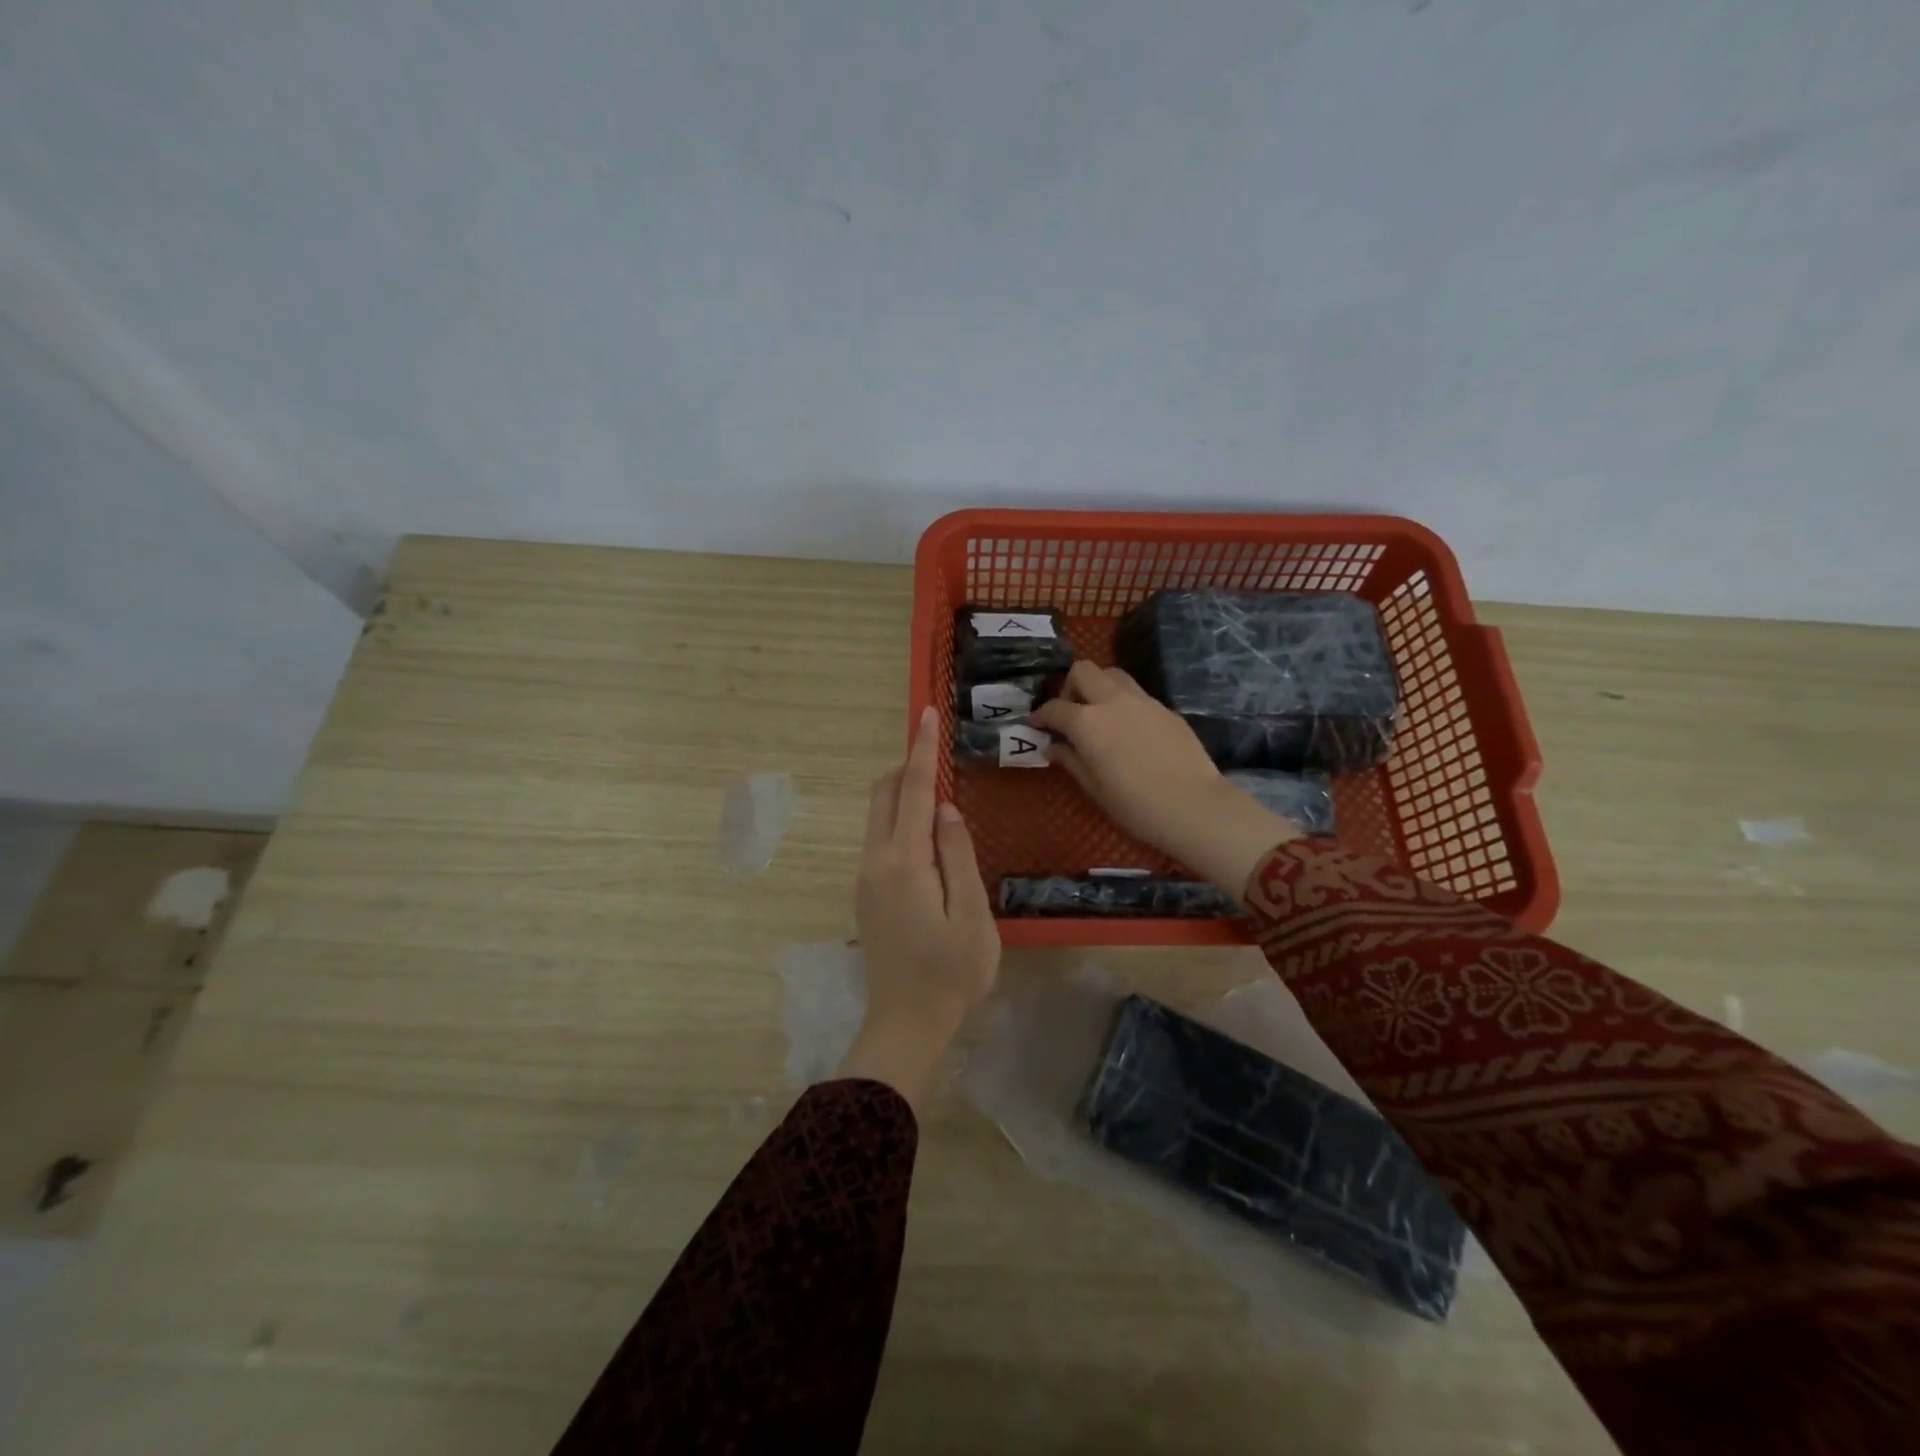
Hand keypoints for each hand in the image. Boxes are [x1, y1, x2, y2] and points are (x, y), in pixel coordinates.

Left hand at [838, 706, 1000, 1110]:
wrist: (905, 1024)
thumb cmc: (952, 973)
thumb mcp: (972, 915)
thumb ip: (958, 855)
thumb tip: (945, 808)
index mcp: (904, 862)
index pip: (911, 791)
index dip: (921, 750)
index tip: (926, 714)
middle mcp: (875, 861)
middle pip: (883, 795)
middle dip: (906, 767)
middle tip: (940, 758)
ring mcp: (865, 878)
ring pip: (877, 817)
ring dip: (902, 795)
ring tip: (940, 798)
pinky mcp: (866, 893)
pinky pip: (880, 839)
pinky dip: (899, 822)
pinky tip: (927, 839)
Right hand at [1029, 663, 1298, 897]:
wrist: (1194, 806)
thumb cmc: (1135, 805)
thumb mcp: (1094, 788)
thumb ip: (1071, 761)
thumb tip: (1054, 747)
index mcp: (1088, 722)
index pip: (1054, 708)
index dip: (1040, 716)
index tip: (1035, 725)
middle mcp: (1112, 701)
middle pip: (1083, 671)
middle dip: (1069, 686)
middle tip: (1070, 713)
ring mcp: (1143, 701)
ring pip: (1113, 674)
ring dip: (1099, 687)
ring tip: (1099, 714)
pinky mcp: (1166, 709)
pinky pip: (1137, 694)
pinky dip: (1124, 702)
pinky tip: (1129, 729)